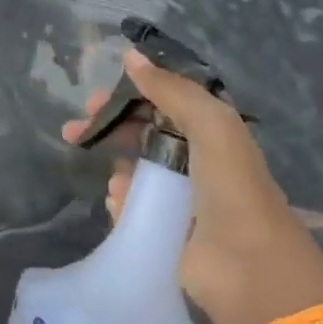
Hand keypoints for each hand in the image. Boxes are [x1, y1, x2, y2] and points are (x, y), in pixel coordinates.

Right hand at [63, 48, 322, 323]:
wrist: (248, 268)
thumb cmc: (231, 186)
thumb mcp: (210, 123)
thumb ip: (170, 88)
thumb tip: (129, 55)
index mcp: (211, 130)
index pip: (163, 100)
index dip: (130, 93)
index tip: (97, 96)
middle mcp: (195, 159)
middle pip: (141, 132)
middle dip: (108, 128)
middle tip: (74, 130)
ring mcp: (178, 196)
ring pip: (132, 169)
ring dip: (117, 169)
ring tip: (116, 183)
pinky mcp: (164, 228)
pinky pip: (130, 205)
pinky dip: (120, 201)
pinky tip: (120, 205)